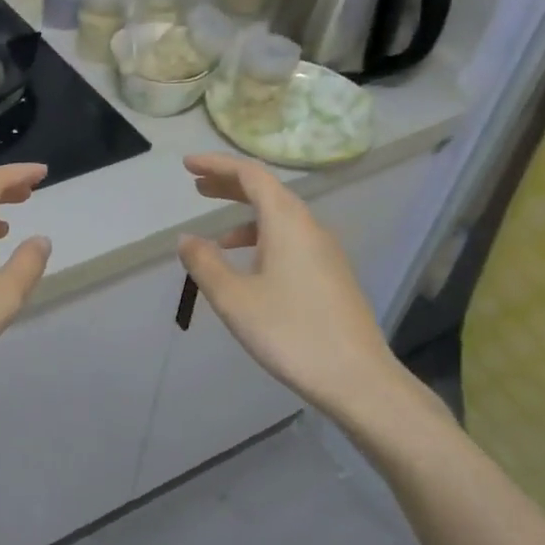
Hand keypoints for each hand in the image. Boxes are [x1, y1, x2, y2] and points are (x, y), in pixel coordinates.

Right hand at [176, 153, 405, 424]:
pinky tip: (250, 269)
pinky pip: (292, 241)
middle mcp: (310, 228)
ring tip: (216, 236)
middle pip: (267, 192)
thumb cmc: (289, 332)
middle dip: (230, 185)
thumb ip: (205, 263)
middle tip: (197, 186)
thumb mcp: (234, 298)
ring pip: (281, 219)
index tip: (187, 165)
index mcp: (287, 222)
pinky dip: (263, 240)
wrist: (358, 379)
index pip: (250, 175)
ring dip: (246, 217)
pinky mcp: (332, 276)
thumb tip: (187, 239)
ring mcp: (325, 252)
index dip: (217, 165)